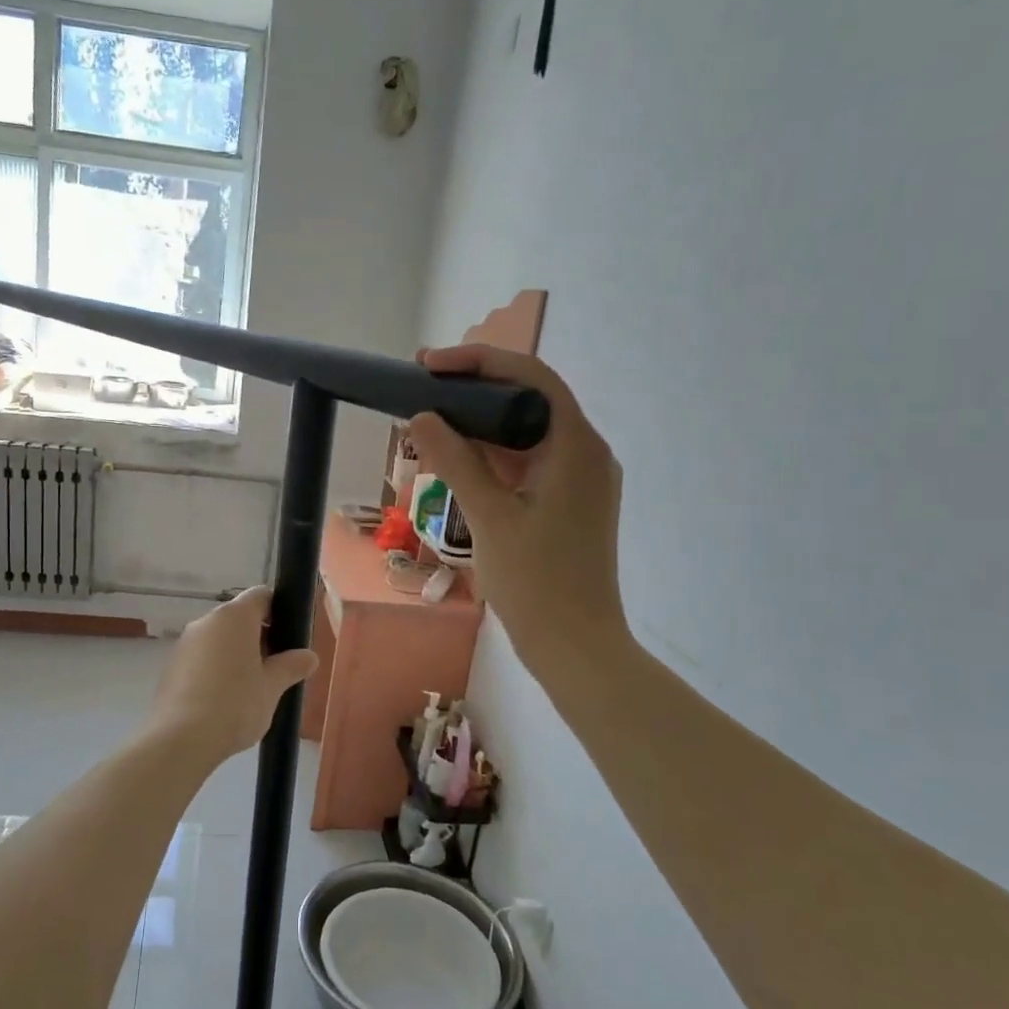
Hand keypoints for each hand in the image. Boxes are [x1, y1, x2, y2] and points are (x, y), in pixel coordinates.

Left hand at [148, 586, 317, 766]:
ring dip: (235, 655)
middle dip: (258, 638)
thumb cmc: (235, 705)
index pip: (261, 596)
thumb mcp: (272, 688)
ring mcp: (184, 643)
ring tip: (249, 689)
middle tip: (274, 669)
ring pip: (218, 639)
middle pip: (238, 618)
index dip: (278, 611)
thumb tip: (309, 656)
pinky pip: (200, 658)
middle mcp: (206, 621)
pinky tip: (222, 700)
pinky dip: (214, 670)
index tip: (288, 638)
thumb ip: (291, 667)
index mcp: (234, 617)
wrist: (181, 740)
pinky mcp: (170, 666)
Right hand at [408, 345, 626, 670]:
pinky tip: (457, 462)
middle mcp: (586, 454)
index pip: (531, 378)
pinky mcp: (569, 504)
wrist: (575, 646)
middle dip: (476, 391)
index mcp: (576, 447)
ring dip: (482, 427)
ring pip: (527, 435)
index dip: (480, 361)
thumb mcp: (489, 517)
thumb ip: (456, 461)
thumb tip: (422, 418)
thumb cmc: (536, 582)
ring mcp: (580, 481)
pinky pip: (529, 464)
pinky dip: (494, 458)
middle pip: (530, 401)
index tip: (431, 365)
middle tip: (423, 388)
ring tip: (431, 423)